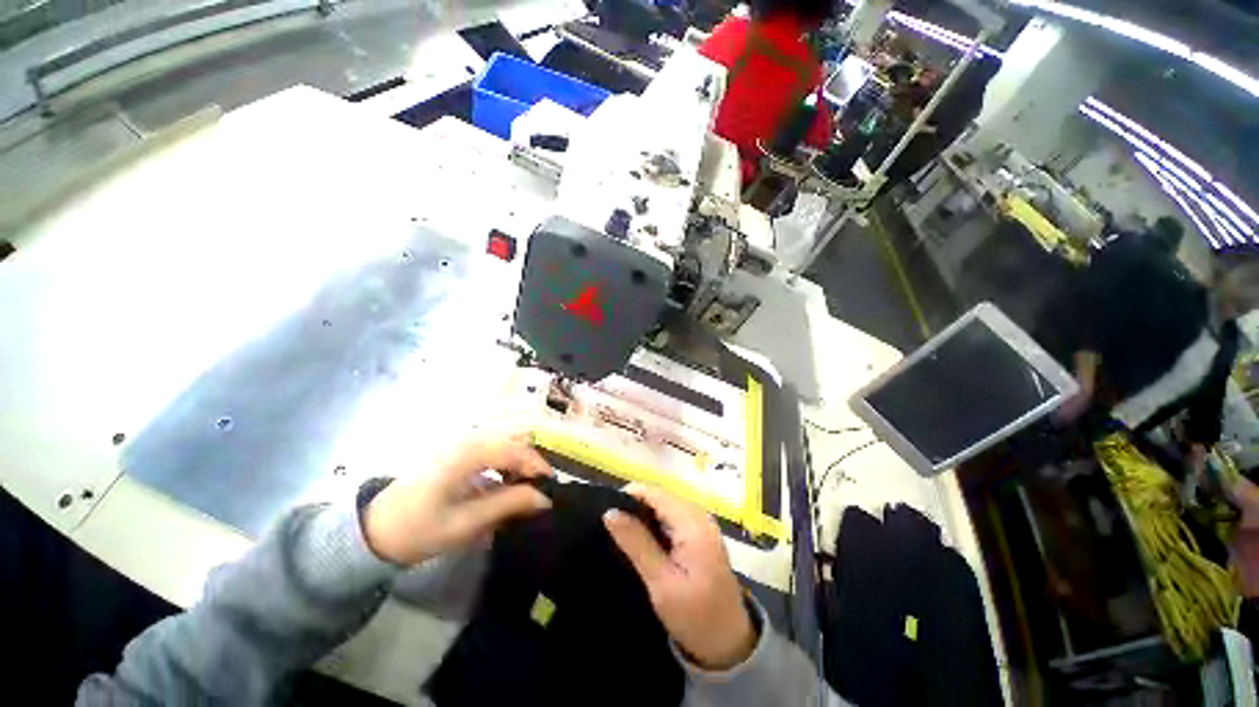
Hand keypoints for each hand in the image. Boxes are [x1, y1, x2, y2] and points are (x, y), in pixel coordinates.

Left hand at [363, 432, 552, 565]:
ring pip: (505, 441)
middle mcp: (467, 439)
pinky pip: (493, 447)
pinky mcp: (458, 450)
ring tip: (521, 489)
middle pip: (513, 439)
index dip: (537, 466)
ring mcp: (461, 442)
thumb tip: (545, 498)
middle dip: (530, 462)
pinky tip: (503, 483)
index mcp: (467, 453)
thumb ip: (508, 505)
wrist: (373, 530)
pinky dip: (505, 462)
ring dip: (518, 462)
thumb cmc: (418, 529)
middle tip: (537, 490)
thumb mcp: (465, 523)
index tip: (551, 487)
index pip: (515, 449)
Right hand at [603, 485, 756, 670]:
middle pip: (662, 497)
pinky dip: (657, 524)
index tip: (607, 509)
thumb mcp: (661, 582)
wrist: (730, 643)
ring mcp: (703, 524)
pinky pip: (674, 517)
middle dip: (637, 505)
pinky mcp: (702, 534)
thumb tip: (610, 513)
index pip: (657, 494)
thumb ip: (636, 543)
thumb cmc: (695, 616)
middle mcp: (700, 516)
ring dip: (646, 515)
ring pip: (667, 506)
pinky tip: (644, 540)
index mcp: (693, 525)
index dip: (631, 495)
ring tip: (623, 532)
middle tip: (612, 525)